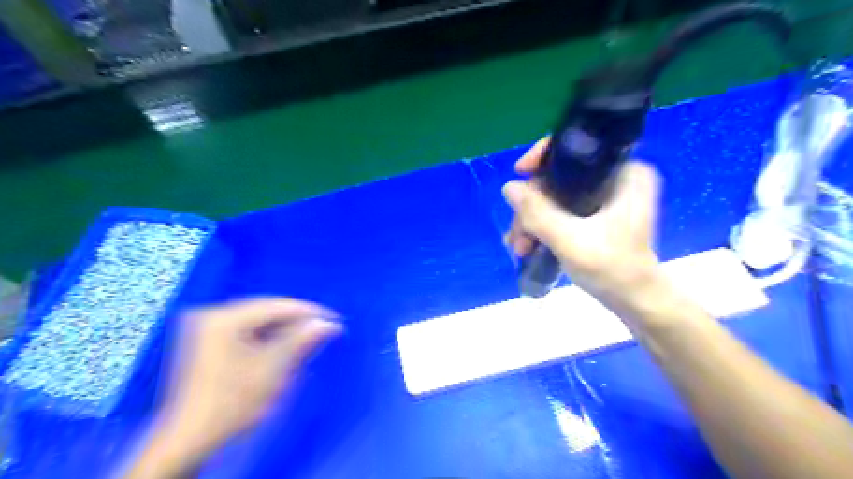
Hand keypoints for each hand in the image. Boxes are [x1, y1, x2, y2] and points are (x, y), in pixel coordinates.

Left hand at [127, 298, 342, 476]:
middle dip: (295, 321)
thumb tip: (329, 324)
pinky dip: (264, 337)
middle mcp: (211, 314)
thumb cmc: (232, 404)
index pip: (276, 306)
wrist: (187, 441)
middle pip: (265, 311)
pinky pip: (243, 330)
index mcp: (223, 318)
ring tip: (306, 338)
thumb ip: (302, 341)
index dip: (308, 312)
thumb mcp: (272, 369)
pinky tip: (281, 346)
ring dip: (281, 329)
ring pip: (256, 320)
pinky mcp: (204, 339)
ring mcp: (204, 326)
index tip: (334, 319)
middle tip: (323, 330)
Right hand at [501, 139, 662, 303]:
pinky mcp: (595, 216)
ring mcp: (604, 198)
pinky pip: (560, 211)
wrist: (635, 302)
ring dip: (532, 221)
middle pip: (558, 177)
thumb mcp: (570, 240)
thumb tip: (508, 186)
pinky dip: (542, 226)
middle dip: (531, 205)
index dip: (543, 156)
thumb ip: (537, 213)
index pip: (577, 147)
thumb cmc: (613, 269)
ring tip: (520, 248)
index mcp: (624, 172)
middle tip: (518, 233)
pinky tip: (526, 246)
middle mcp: (615, 178)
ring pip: (555, 196)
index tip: (519, 173)